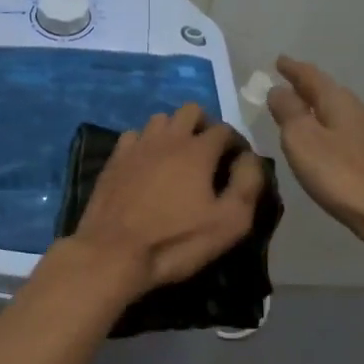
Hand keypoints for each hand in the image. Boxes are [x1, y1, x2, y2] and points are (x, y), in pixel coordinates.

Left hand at [64, 104, 265, 296]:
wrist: (113, 253)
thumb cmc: (176, 241)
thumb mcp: (229, 222)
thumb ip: (248, 184)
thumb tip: (249, 159)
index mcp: (197, 150)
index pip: (225, 129)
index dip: (236, 143)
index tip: (238, 164)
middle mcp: (167, 138)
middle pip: (191, 111)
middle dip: (205, 126)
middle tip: (209, 155)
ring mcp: (136, 146)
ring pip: (160, 119)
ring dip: (174, 131)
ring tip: (178, 158)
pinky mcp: (114, 159)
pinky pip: (133, 136)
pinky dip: (145, 144)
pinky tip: (146, 165)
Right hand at [267, 57, 363, 251]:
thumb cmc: (341, 174)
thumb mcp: (302, 140)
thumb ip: (288, 112)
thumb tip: (277, 89)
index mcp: (339, 102)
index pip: (311, 77)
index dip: (293, 69)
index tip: (279, 60)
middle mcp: (358, 112)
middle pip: (328, 92)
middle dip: (307, 86)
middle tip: (287, 82)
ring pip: (338, 113)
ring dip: (318, 108)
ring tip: (301, 111)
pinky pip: (345, 133)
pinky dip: (329, 129)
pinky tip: (324, 142)